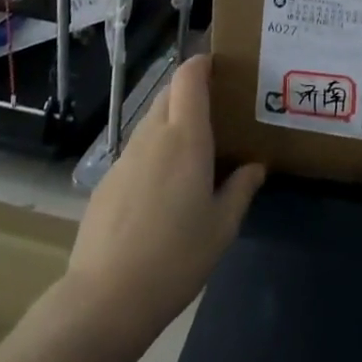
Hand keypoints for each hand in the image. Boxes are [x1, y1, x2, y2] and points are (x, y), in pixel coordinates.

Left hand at [65, 54, 264, 346]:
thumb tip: (255, 166)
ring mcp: (125, 156)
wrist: (105, 298)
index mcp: (186, 137)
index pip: (188, 76)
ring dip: (171, 123)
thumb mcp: (222, 228)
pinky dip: (153, 153)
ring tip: (191, 153)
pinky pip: (136, 150)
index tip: (219, 67)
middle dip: (190, 92)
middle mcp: (154, 135)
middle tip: (215, 113)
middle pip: (169, 93)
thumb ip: (241, 189)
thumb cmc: (176, 257)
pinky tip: (161, 191)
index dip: (201, 63)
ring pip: (151, 121)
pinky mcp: (107, 180)